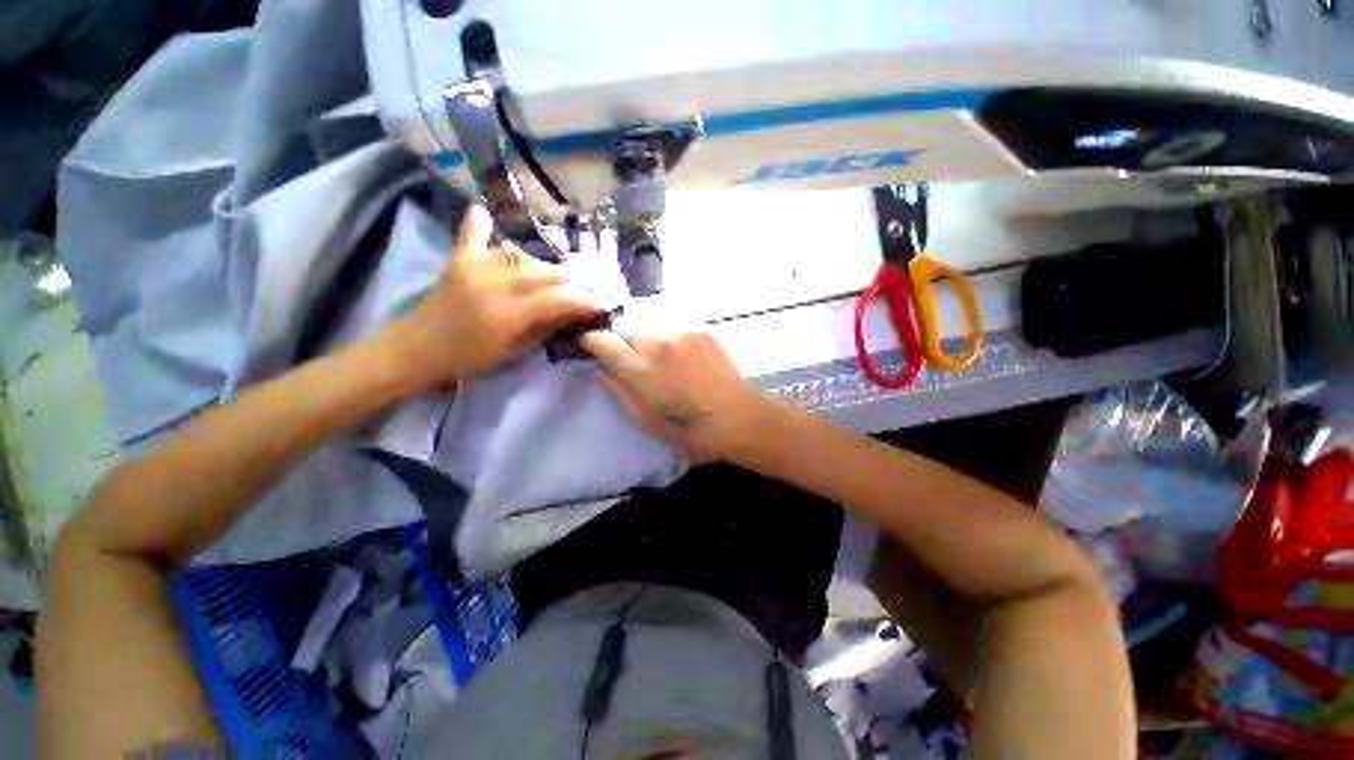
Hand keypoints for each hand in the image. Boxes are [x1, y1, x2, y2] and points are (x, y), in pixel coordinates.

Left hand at [381, 205, 606, 390]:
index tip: (604, 304)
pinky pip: (472, 236)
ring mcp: (474, 268)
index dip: (584, 301)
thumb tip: (575, 315)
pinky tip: (485, 212)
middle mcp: (493, 284)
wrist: (416, 350)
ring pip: (522, 258)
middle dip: (575, 281)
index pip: (558, 299)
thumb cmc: (469, 360)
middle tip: (592, 288)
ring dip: (547, 266)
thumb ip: (546, 329)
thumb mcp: (514, 353)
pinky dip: (481, 225)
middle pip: (545, 274)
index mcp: (507, 314)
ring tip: (564, 276)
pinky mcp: (458, 260)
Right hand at [579, 329, 776, 463]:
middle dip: (621, 341)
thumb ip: (618, 392)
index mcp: (641, 369)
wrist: (739, 418)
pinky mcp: (700, 330)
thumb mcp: (647, 421)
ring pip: (649, 327)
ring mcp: (681, 333)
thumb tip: (599, 369)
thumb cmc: (690, 430)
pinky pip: (672, 329)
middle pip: (625, 328)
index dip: (592, 340)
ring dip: (646, 340)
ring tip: (660, 362)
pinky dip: (668, 341)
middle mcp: (658, 343)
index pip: (603, 340)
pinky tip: (681, 359)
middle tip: (630, 361)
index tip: (590, 346)